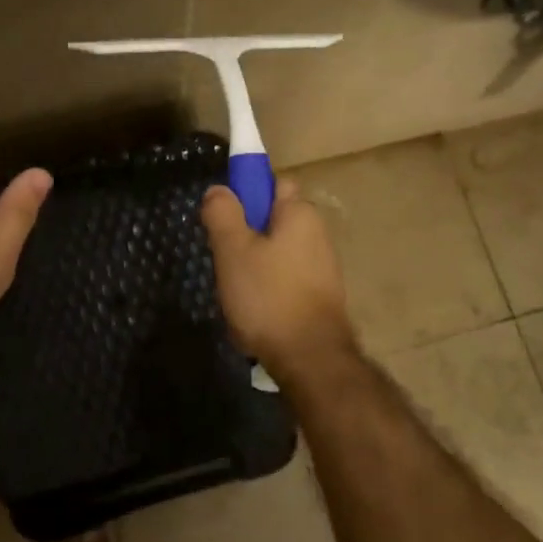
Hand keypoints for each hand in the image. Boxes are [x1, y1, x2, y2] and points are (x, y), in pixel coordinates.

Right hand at [200, 180, 356, 374]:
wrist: (310, 359)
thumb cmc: (268, 297)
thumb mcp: (233, 250)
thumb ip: (223, 214)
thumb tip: (219, 189)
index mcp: (300, 213)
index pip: (274, 182)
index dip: (247, 193)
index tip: (224, 217)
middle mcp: (318, 233)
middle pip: (273, 220)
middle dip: (246, 234)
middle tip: (224, 257)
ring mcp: (323, 267)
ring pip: (277, 252)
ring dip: (255, 265)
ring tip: (236, 291)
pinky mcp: (321, 296)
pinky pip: (286, 279)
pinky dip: (269, 288)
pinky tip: (255, 311)